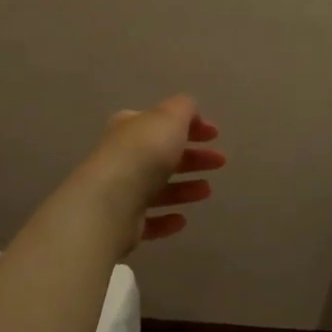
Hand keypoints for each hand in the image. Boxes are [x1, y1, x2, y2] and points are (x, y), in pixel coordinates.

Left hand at [77, 95, 225, 249]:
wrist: (112, 202)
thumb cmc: (144, 153)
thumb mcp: (169, 117)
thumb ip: (183, 109)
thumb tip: (190, 111)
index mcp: (130, 129)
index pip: (161, 122)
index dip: (190, 126)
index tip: (215, 135)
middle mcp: (122, 158)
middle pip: (162, 156)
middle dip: (192, 158)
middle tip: (219, 162)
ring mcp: (121, 191)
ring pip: (157, 189)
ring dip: (184, 189)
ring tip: (206, 191)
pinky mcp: (123, 223)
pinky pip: (149, 220)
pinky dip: (166, 219)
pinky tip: (182, 220)